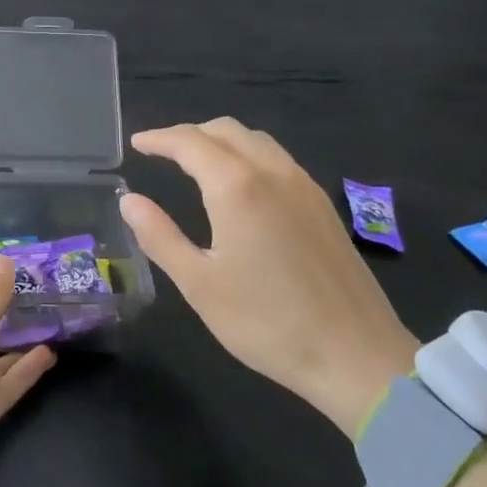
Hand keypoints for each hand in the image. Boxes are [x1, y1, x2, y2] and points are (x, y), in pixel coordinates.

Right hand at [119, 119, 418, 437]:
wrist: (356, 356)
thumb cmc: (267, 323)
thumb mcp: (199, 284)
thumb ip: (159, 236)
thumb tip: (129, 200)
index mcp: (237, 187)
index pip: (189, 142)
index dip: (158, 138)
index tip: (136, 144)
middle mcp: (272, 172)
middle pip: (225, 130)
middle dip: (188, 134)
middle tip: (160, 151)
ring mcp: (304, 186)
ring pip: (255, 140)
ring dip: (220, 140)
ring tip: (195, 161)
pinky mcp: (322, 205)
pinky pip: (277, 158)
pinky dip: (247, 154)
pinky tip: (240, 184)